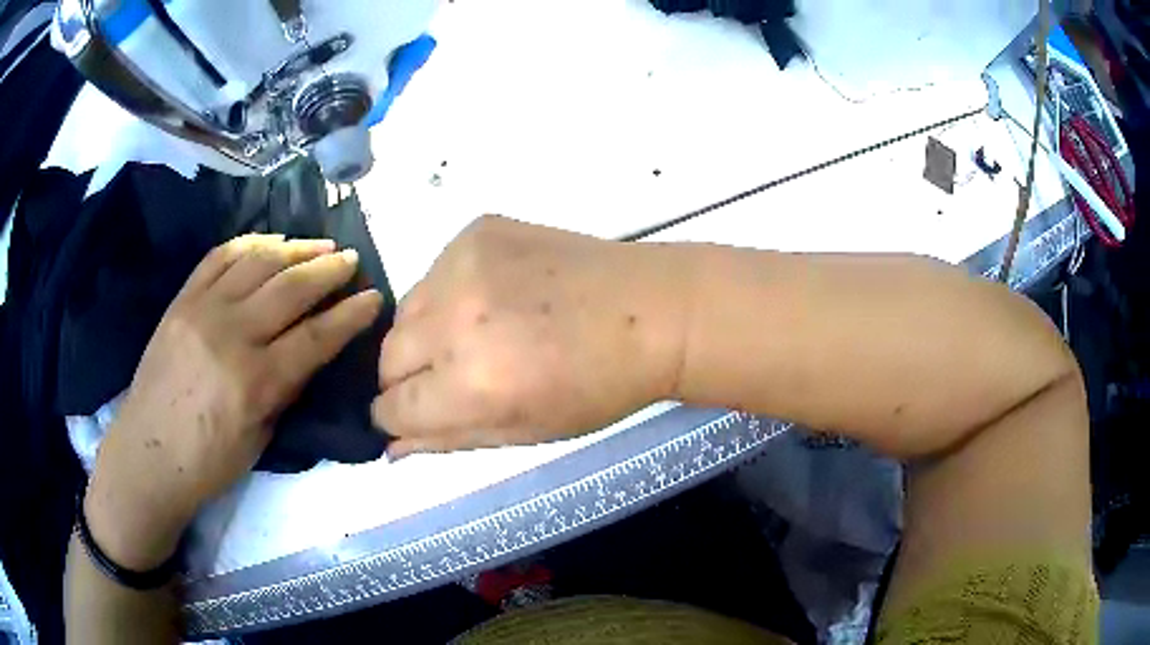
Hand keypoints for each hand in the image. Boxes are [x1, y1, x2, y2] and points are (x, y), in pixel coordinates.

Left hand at [85, 234, 381, 568]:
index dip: (349, 315)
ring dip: (295, 248)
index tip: (374, 297)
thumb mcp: (260, 440)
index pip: (314, 337)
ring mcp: (202, 310)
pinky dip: (250, 244)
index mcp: (255, 382)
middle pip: (290, 289)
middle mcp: (230, 335)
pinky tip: (270, 243)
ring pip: (258, 263)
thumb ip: (284, 390)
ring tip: (320, 244)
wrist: (147, 454)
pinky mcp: (181, 300)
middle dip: (328, 270)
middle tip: (351, 260)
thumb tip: (306, 352)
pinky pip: (220, 257)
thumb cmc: (208, 463)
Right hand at [372, 216, 687, 457]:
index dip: (397, 418)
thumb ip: (448, 438)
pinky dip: (450, 293)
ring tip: (473, 337)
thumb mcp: (525, 431)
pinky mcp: (476, 229)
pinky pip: (436, 272)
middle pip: (387, 356)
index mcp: (470, 384)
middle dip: (406, 378)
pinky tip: (493, 298)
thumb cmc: (598, 387)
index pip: (391, 407)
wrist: (651, 311)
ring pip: (406, 310)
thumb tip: (391, 445)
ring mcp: (463, 263)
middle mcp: (455, 319)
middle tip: (448, 378)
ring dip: (424, 333)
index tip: (412, 415)